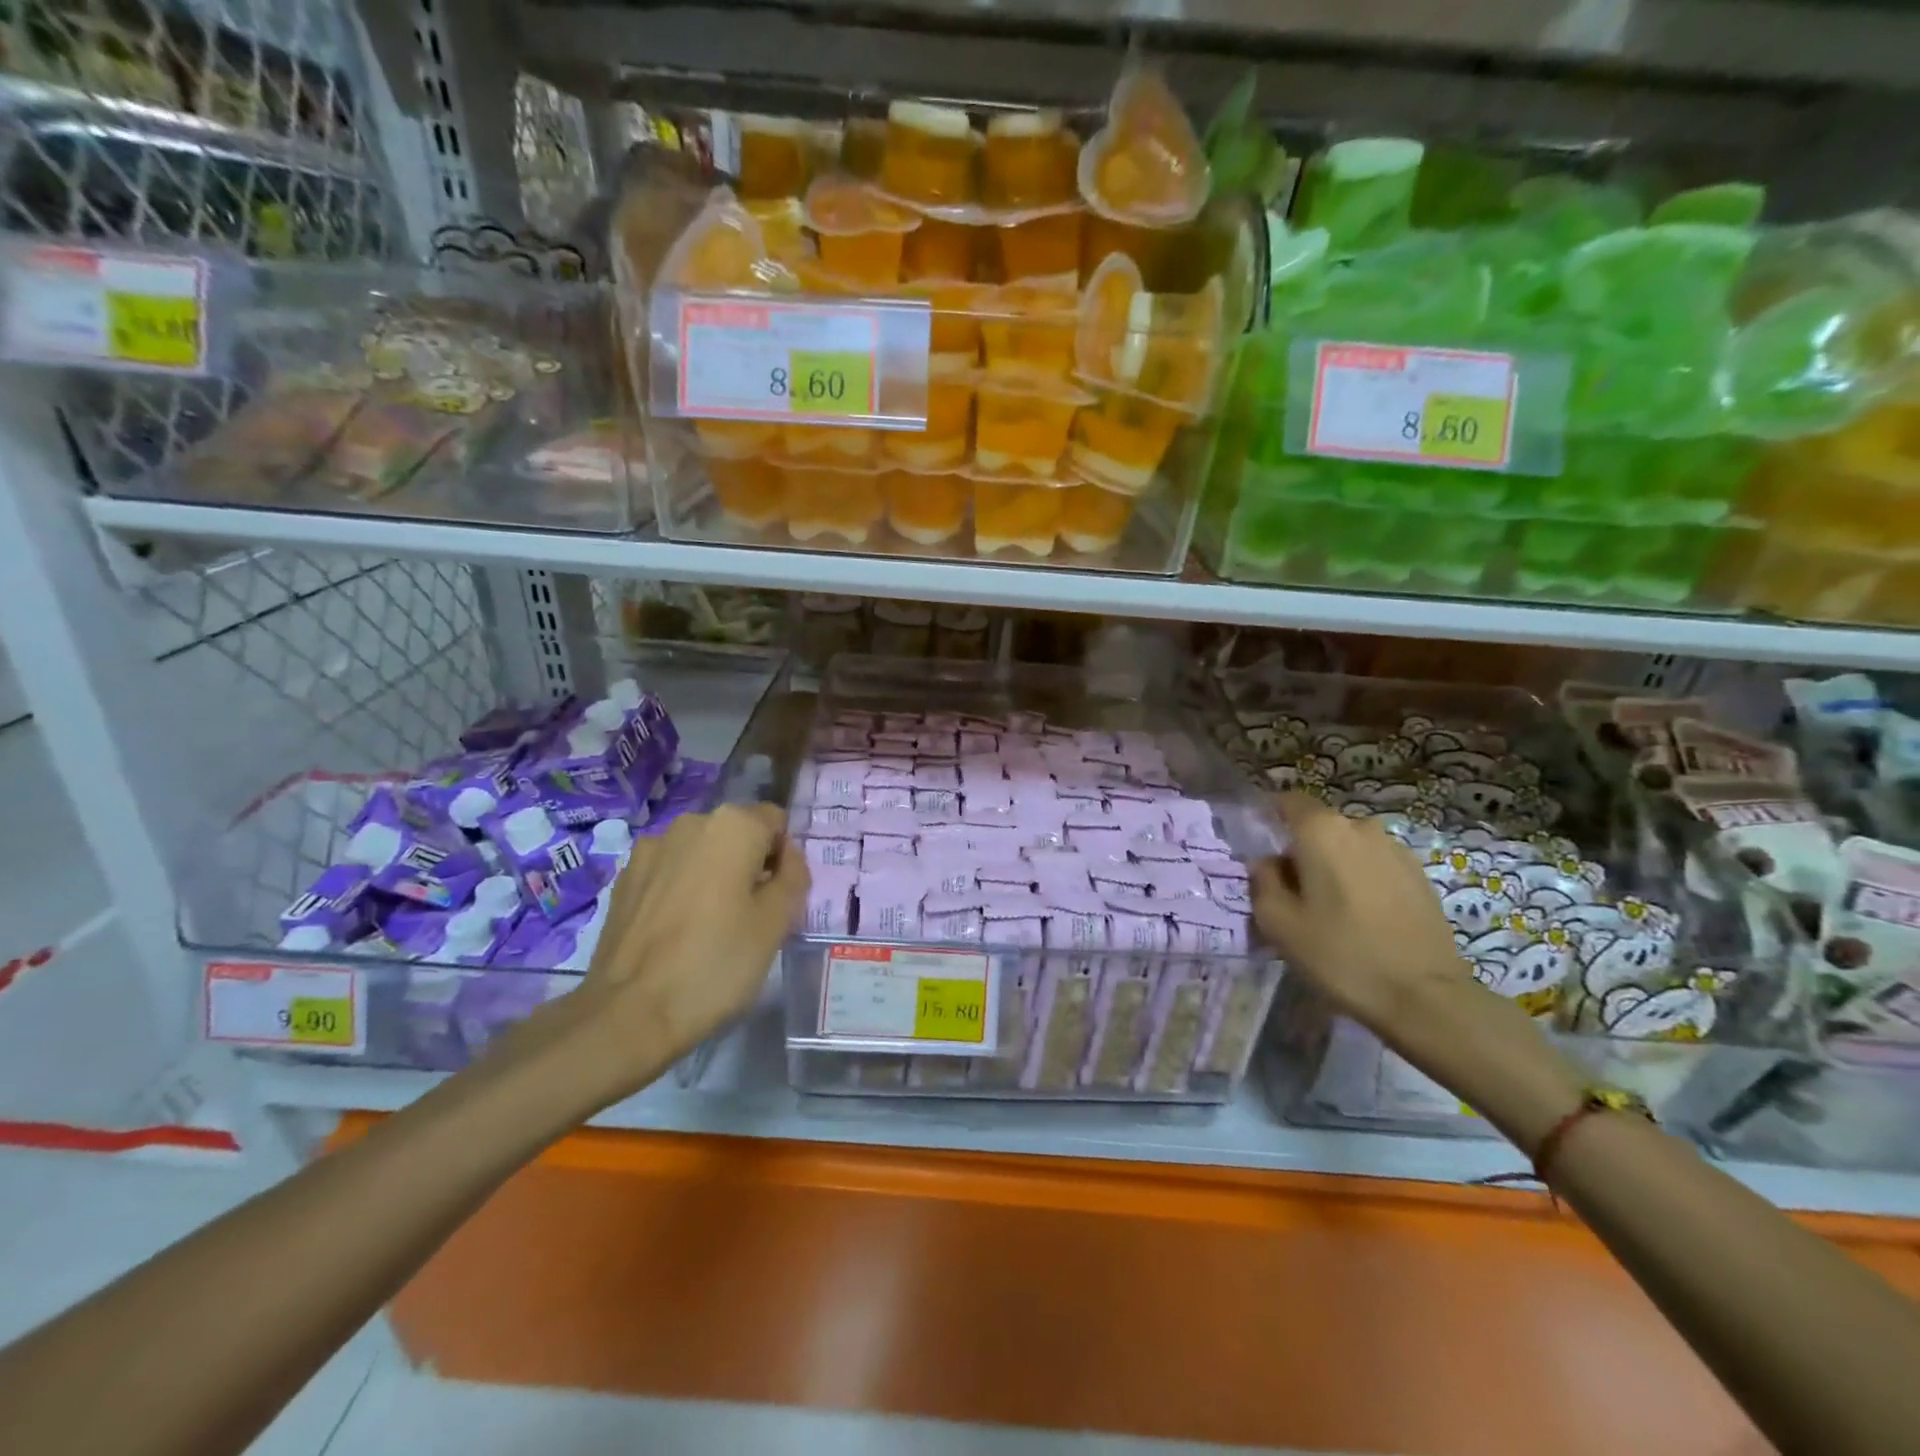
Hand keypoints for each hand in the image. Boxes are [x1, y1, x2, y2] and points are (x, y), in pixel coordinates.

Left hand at [513, 803, 807, 1114]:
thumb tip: (786, 858)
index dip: (784, 859)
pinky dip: (681, 889)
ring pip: (701, 853)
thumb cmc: (716, 964)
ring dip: (713, 876)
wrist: (628, 1014)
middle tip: (750, 917)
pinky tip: (676, 930)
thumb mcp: (777, 923)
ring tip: (709, 926)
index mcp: (733, 825)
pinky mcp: (624, 878)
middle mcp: (690, 823)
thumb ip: (793, 877)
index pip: (776, 822)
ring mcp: (651, 848)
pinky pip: (670, 871)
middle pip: (737, 834)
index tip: (777, 899)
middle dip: (749, 864)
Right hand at [1250, 792, 1470, 1037]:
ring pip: (1349, 846)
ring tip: (1328, 906)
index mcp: (1322, 831)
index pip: (1288, 801)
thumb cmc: (1340, 954)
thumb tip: (1267, 863)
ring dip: (1333, 865)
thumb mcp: (1278, 923)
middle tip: (1291, 889)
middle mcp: (1361, 827)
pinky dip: (1361, 880)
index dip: (1269, 815)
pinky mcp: (1420, 875)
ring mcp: (1396, 850)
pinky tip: (1360, 916)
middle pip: (1319, 826)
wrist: (1424, 997)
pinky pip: (1375, 865)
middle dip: (1301, 848)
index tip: (1259, 842)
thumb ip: (1263, 881)